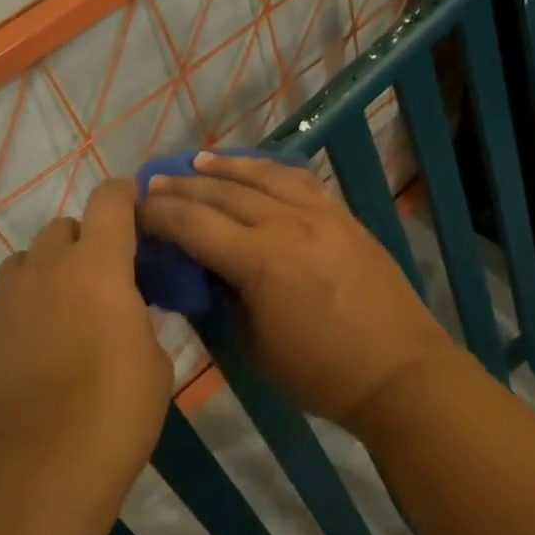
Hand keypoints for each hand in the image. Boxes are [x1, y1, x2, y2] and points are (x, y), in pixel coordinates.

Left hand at [0, 179, 173, 493]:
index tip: (135, 210)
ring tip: (61, 315)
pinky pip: (1, 302)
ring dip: (48, 273)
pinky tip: (31, 353)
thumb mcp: (154, 359)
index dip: (124, 196)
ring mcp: (2, 300)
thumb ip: (138, 315)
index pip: (109, 200)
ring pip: (26, 262)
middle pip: (63, 227)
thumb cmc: (116, 412)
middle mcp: (46, 269)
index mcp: (98, 266)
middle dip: (85, 242)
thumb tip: (125, 307)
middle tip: (101, 281)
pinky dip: (21, 311)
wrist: (39, 472)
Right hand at [140, 152, 453, 428]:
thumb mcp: (255, 347)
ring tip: (198, 161)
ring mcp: (322, 215)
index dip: (160, 214)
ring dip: (227, 167)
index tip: (135, 209)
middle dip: (184, 186)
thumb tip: (204, 269)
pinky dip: (271, 170)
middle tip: (156, 181)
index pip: (196, 225)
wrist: (400, 371)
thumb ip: (225, 299)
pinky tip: (256, 168)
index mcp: (261, 262)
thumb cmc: (321, 373)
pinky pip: (301, 180)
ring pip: (265, 177)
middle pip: (225, 194)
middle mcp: (289, 225)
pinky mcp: (345, 216)